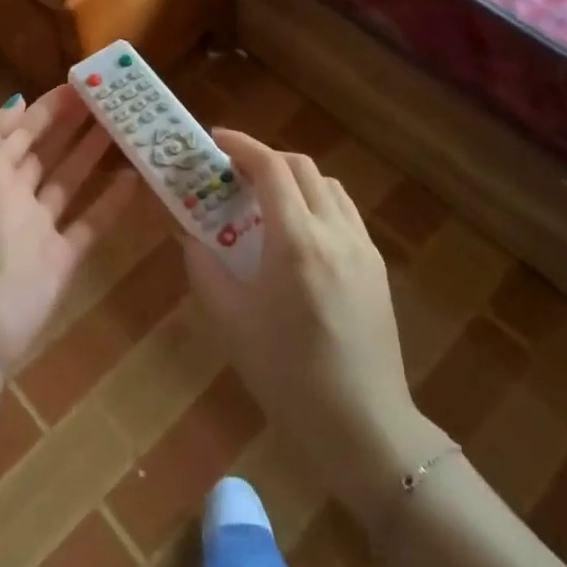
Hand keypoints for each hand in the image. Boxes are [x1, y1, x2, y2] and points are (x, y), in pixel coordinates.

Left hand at [0, 85, 140, 369]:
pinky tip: (134, 177)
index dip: (48, 108)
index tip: (80, 85)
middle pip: (48, 151)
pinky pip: (91, 222)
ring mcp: (39, 227)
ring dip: (94, 154)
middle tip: (110, 100)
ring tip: (126, 127)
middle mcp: (13, 195)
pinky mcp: (63, 258)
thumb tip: (18, 101)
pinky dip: (112, 201)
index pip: (21, 131)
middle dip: (75, 125)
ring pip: (71, 180)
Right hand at [183, 130, 449, 526]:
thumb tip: (188, 235)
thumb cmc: (288, 375)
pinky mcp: (377, 267)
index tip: (216, 140)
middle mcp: (334, 231)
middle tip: (234, 173)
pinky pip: (345, 213)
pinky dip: (318, 203)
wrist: (364, 425)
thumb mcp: (231, 322)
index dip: (242, 146)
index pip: (270, 168)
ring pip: (328, 186)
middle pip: (301, 167)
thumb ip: (204, 268)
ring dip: (294, 179)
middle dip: (265, 159)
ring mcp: (362, 247)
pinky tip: (300, 235)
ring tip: (266, 201)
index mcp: (296, 241)